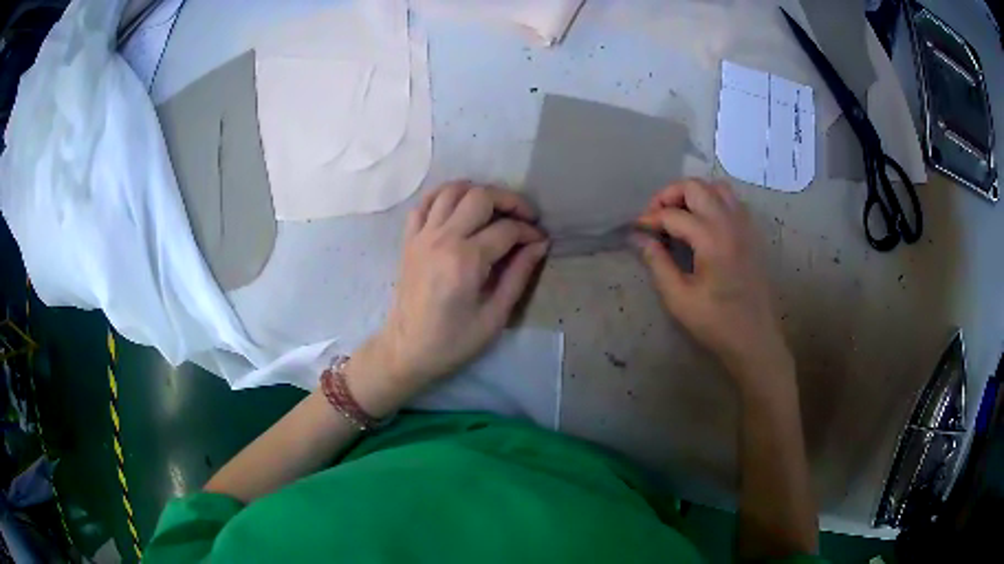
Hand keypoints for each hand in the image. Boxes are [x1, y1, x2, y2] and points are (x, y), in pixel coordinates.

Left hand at [349, 181, 548, 412]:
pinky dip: (444, 195)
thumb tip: (539, 245)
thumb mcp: (495, 316)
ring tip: (495, 208)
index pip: (506, 229)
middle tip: (525, 216)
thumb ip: (518, 275)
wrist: (407, 349)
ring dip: (478, 191)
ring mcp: (422, 236)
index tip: (540, 240)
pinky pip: (424, 203)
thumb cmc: (454, 341)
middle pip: (480, 196)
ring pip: (451, 191)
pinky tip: (459, 205)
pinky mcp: (409, 239)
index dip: (529, 231)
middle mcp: (442, 239)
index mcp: (465, 261)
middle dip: (509, 200)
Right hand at [634, 179, 792, 390]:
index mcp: (712, 239)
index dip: (650, 219)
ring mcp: (745, 225)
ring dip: (694, 193)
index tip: (636, 229)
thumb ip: (657, 262)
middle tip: (656, 216)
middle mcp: (730, 223)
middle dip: (670, 194)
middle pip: (696, 186)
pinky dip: (713, 201)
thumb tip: (639, 237)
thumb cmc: (716, 323)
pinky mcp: (752, 233)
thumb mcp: (679, 298)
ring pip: (717, 187)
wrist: (754, 339)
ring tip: (680, 215)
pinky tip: (704, 223)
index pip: (673, 214)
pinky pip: (732, 201)